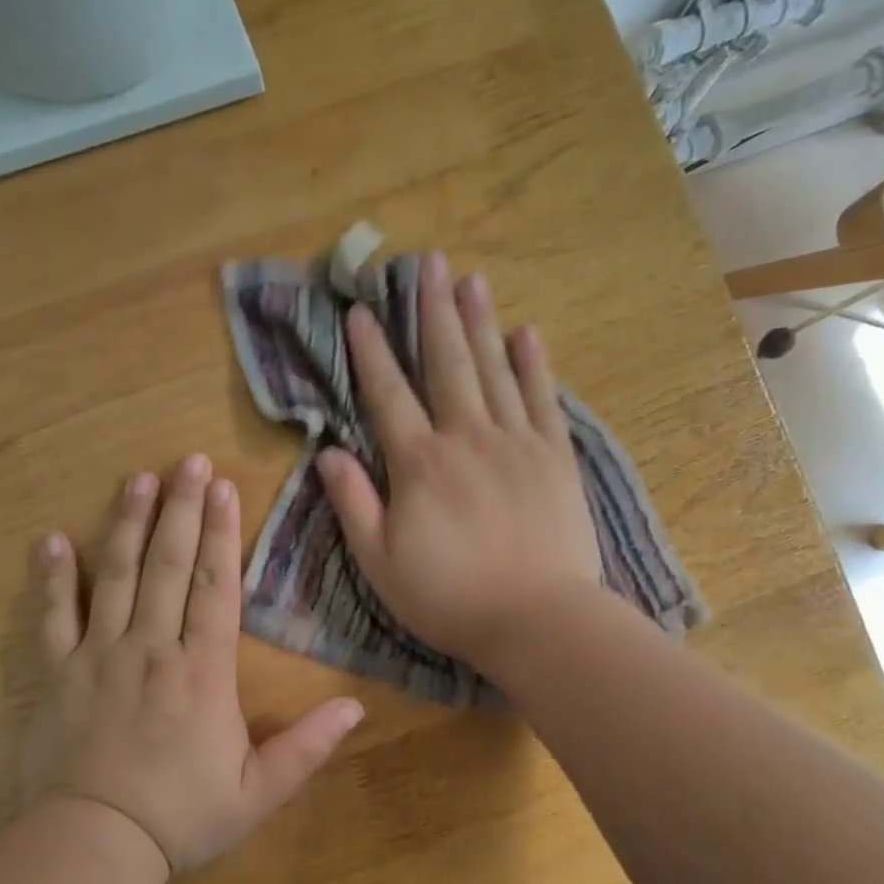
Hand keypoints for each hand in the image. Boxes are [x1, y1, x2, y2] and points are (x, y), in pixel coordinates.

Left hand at [22, 456, 364, 874]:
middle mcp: (153, 647)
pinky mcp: (58, 673)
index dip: (224, 534)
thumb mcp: (258, 792)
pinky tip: (52, 540)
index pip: (217, 586)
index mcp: (203, 670)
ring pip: (116, 576)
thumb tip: (357, 707)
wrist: (94, 847)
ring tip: (138, 480)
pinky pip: (53, 617)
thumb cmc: (181, 817)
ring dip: (127, 524)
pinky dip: (53, 578)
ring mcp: (100, 656)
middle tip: (187, 461)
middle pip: (169, 564)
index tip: (225, 489)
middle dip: (182, 509)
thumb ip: (308, 747)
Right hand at [315, 254, 601, 669]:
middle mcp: (466, 438)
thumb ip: (353, 503)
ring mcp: (516, 443)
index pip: (387, 395)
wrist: (536, 620)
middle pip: (446, 364)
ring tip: (471, 280)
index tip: (360, 312)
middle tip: (427, 263)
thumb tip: (328, 452)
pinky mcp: (555, 458)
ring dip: (480, 322)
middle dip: (432, 312)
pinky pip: (542, 399)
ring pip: (494, 370)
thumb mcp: (379, 562)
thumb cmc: (448, 597)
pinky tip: (526, 334)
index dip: (370, 352)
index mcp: (419, 464)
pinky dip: (533, 365)